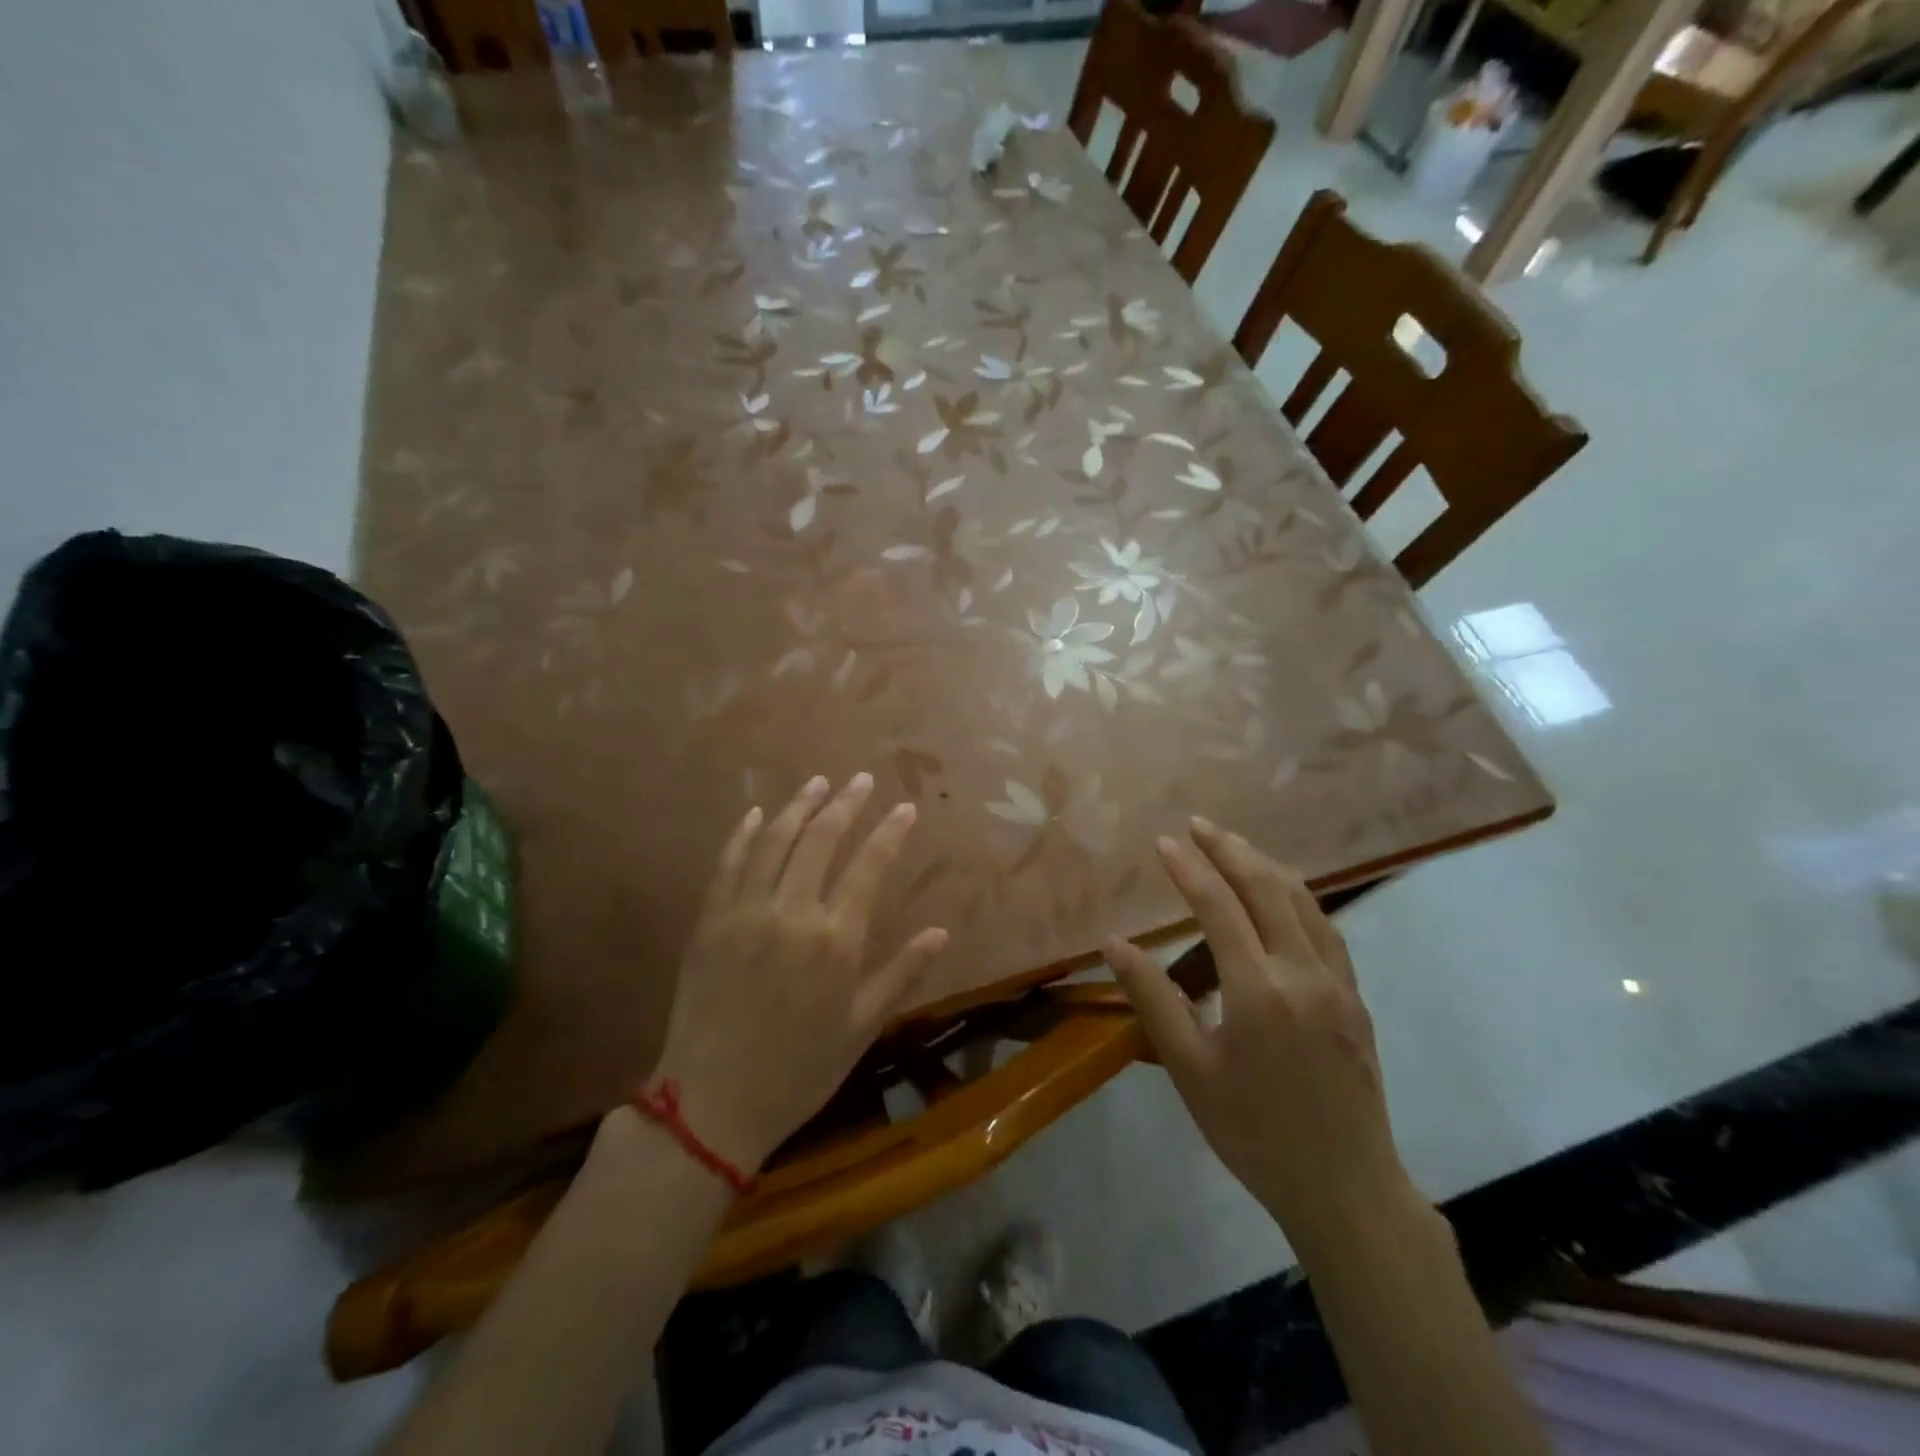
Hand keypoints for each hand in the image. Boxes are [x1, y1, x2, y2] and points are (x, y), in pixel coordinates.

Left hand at [649, 774, 948, 1171]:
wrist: (713, 1103)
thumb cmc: (798, 1069)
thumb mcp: (861, 1027)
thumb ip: (901, 973)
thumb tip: (941, 932)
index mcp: (835, 939)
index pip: (869, 866)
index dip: (890, 831)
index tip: (905, 808)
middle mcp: (792, 912)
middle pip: (821, 839)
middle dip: (846, 804)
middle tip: (861, 780)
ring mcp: (745, 912)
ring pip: (775, 841)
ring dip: (799, 806)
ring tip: (818, 783)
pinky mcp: (709, 920)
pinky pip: (728, 864)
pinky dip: (744, 834)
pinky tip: (756, 814)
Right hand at [1107, 819, 1413, 1247]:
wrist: (1345, 1188)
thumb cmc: (1253, 1131)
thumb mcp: (1189, 1069)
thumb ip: (1152, 999)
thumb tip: (1114, 944)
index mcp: (1257, 990)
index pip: (1218, 907)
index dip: (1188, 868)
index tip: (1163, 841)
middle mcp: (1302, 972)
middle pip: (1266, 888)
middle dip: (1229, 849)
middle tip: (1198, 824)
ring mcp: (1337, 983)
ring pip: (1303, 902)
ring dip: (1266, 865)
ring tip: (1234, 846)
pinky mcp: (1355, 998)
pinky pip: (1326, 928)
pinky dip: (1298, 896)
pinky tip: (1284, 895)